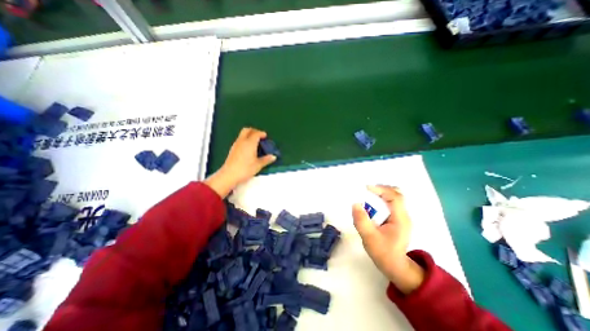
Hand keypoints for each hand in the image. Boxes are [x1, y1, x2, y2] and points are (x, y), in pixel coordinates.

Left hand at [204, 127, 274, 196]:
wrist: (229, 175)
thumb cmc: (245, 169)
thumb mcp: (258, 165)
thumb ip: (266, 159)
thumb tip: (273, 157)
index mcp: (250, 143)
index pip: (256, 133)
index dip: (262, 133)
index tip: (266, 136)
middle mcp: (242, 141)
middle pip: (247, 130)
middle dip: (254, 131)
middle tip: (260, 136)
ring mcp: (236, 145)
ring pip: (242, 134)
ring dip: (249, 135)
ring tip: (255, 143)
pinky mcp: (232, 149)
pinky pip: (239, 140)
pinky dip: (245, 140)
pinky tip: (248, 149)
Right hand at [351, 185, 421, 293]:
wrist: (395, 266)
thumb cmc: (383, 253)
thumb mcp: (369, 237)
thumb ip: (362, 221)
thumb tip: (355, 204)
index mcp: (400, 219)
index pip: (395, 197)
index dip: (381, 189)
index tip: (366, 188)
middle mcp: (403, 215)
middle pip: (396, 194)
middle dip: (381, 189)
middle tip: (367, 191)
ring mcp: (401, 217)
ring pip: (394, 198)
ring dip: (381, 194)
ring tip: (368, 196)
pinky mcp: (397, 219)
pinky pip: (390, 204)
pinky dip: (381, 200)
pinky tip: (372, 205)